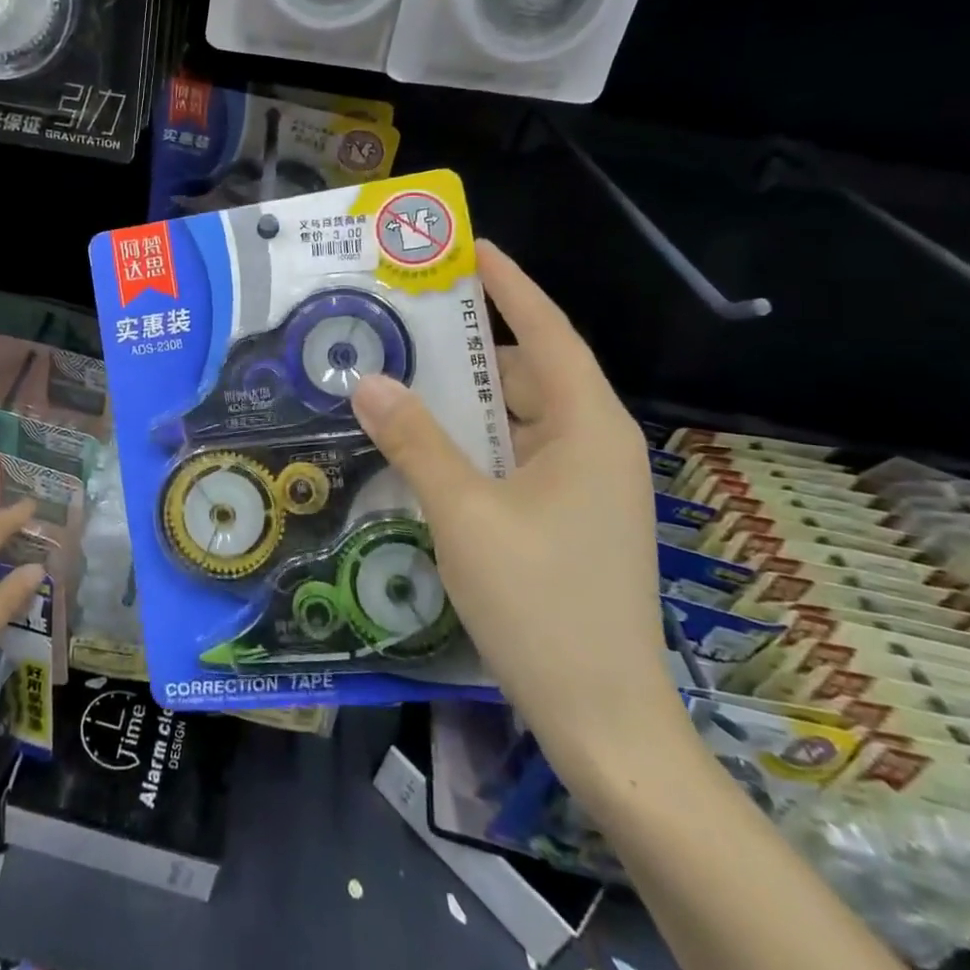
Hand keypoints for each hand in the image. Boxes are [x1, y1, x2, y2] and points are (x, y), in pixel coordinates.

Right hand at [351, 240, 682, 773]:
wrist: (603, 720)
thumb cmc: (541, 605)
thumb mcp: (464, 514)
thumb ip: (416, 441)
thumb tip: (367, 381)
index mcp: (588, 429)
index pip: (547, 332)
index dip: (511, 286)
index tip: (470, 249)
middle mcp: (594, 445)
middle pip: (527, 373)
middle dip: (469, 348)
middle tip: (405, 324)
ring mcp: (585, 486)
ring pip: (518, 419)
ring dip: (465, 402)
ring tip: (401, 381)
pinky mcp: (569, 517)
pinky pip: (515, 456)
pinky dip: (474, 443)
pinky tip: (424, 447)